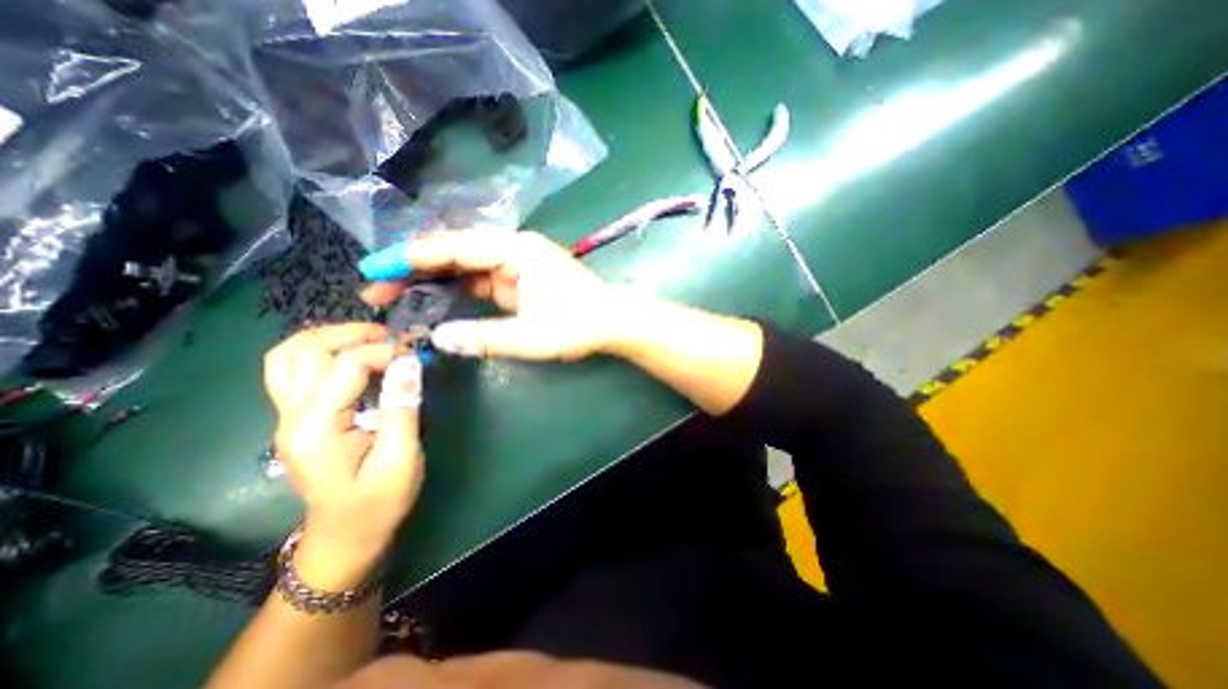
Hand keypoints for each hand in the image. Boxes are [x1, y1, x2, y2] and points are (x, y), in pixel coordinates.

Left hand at [265, 325, 426, 590]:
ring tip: (369, 339)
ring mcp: (287, 418)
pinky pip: (293, 371)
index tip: (416, 355)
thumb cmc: (378, 502)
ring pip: (288, 356)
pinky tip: (350, 356)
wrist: (346, 536)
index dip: (384, 352)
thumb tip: (409, 363)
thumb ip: (402, 408)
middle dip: (351, 334)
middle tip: (392, 338)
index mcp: (316, 428)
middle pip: (305, 350)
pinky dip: (319, 352)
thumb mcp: (400, 458)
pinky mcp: (296, 419)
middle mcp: (291, 417)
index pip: (345, 365)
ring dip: (328, 338)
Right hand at [358, 228, 624, 360]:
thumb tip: (438, 338)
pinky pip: (481, 280)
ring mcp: (517, 264)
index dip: (413, 258)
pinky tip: (434, 301)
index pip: (456, 248)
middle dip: (416, 269)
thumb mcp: (531, 336)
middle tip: (377, 289)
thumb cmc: (579, 325)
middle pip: (456, 253)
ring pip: (466, 266)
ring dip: (433, 280)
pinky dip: (457, 289)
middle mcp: (513, 249)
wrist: (614, 322)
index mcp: (516, 250)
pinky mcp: (521, 280)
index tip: (375, 269)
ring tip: (396, 296)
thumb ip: (484, 337)